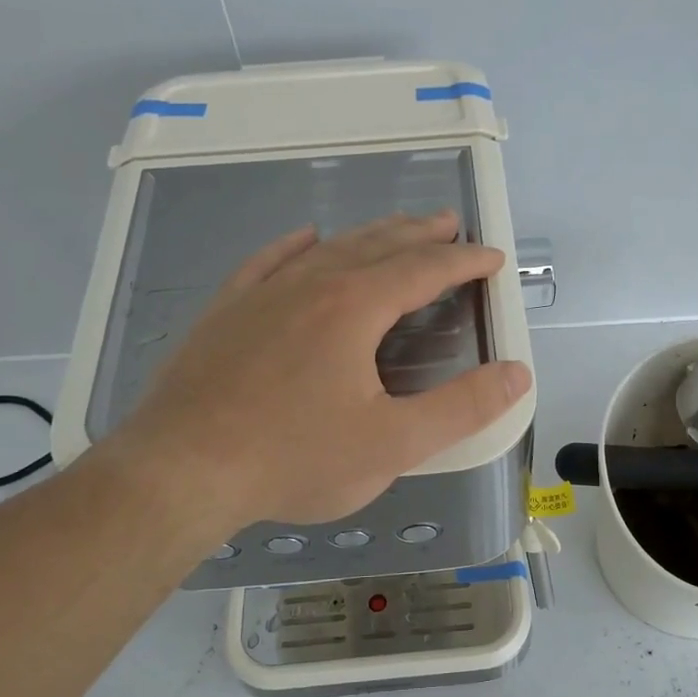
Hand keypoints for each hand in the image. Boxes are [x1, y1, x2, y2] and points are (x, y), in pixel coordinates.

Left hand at [102, 211, 531, 534]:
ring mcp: (261, 294)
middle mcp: (310, 284)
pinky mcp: (225, 312)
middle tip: (449, 225)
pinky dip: (297, 246)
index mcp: (355, 308)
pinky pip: (268, 261)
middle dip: (420, 235)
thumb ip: (462, 408)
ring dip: (369, 236)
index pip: (424, 269)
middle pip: (377, 246)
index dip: (464, 261)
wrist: (180, 470)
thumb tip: (517, 374)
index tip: (491, 257)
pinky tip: (306, 239)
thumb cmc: (294, 459)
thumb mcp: (393, 444)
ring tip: (395, 230)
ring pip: (328, 249)